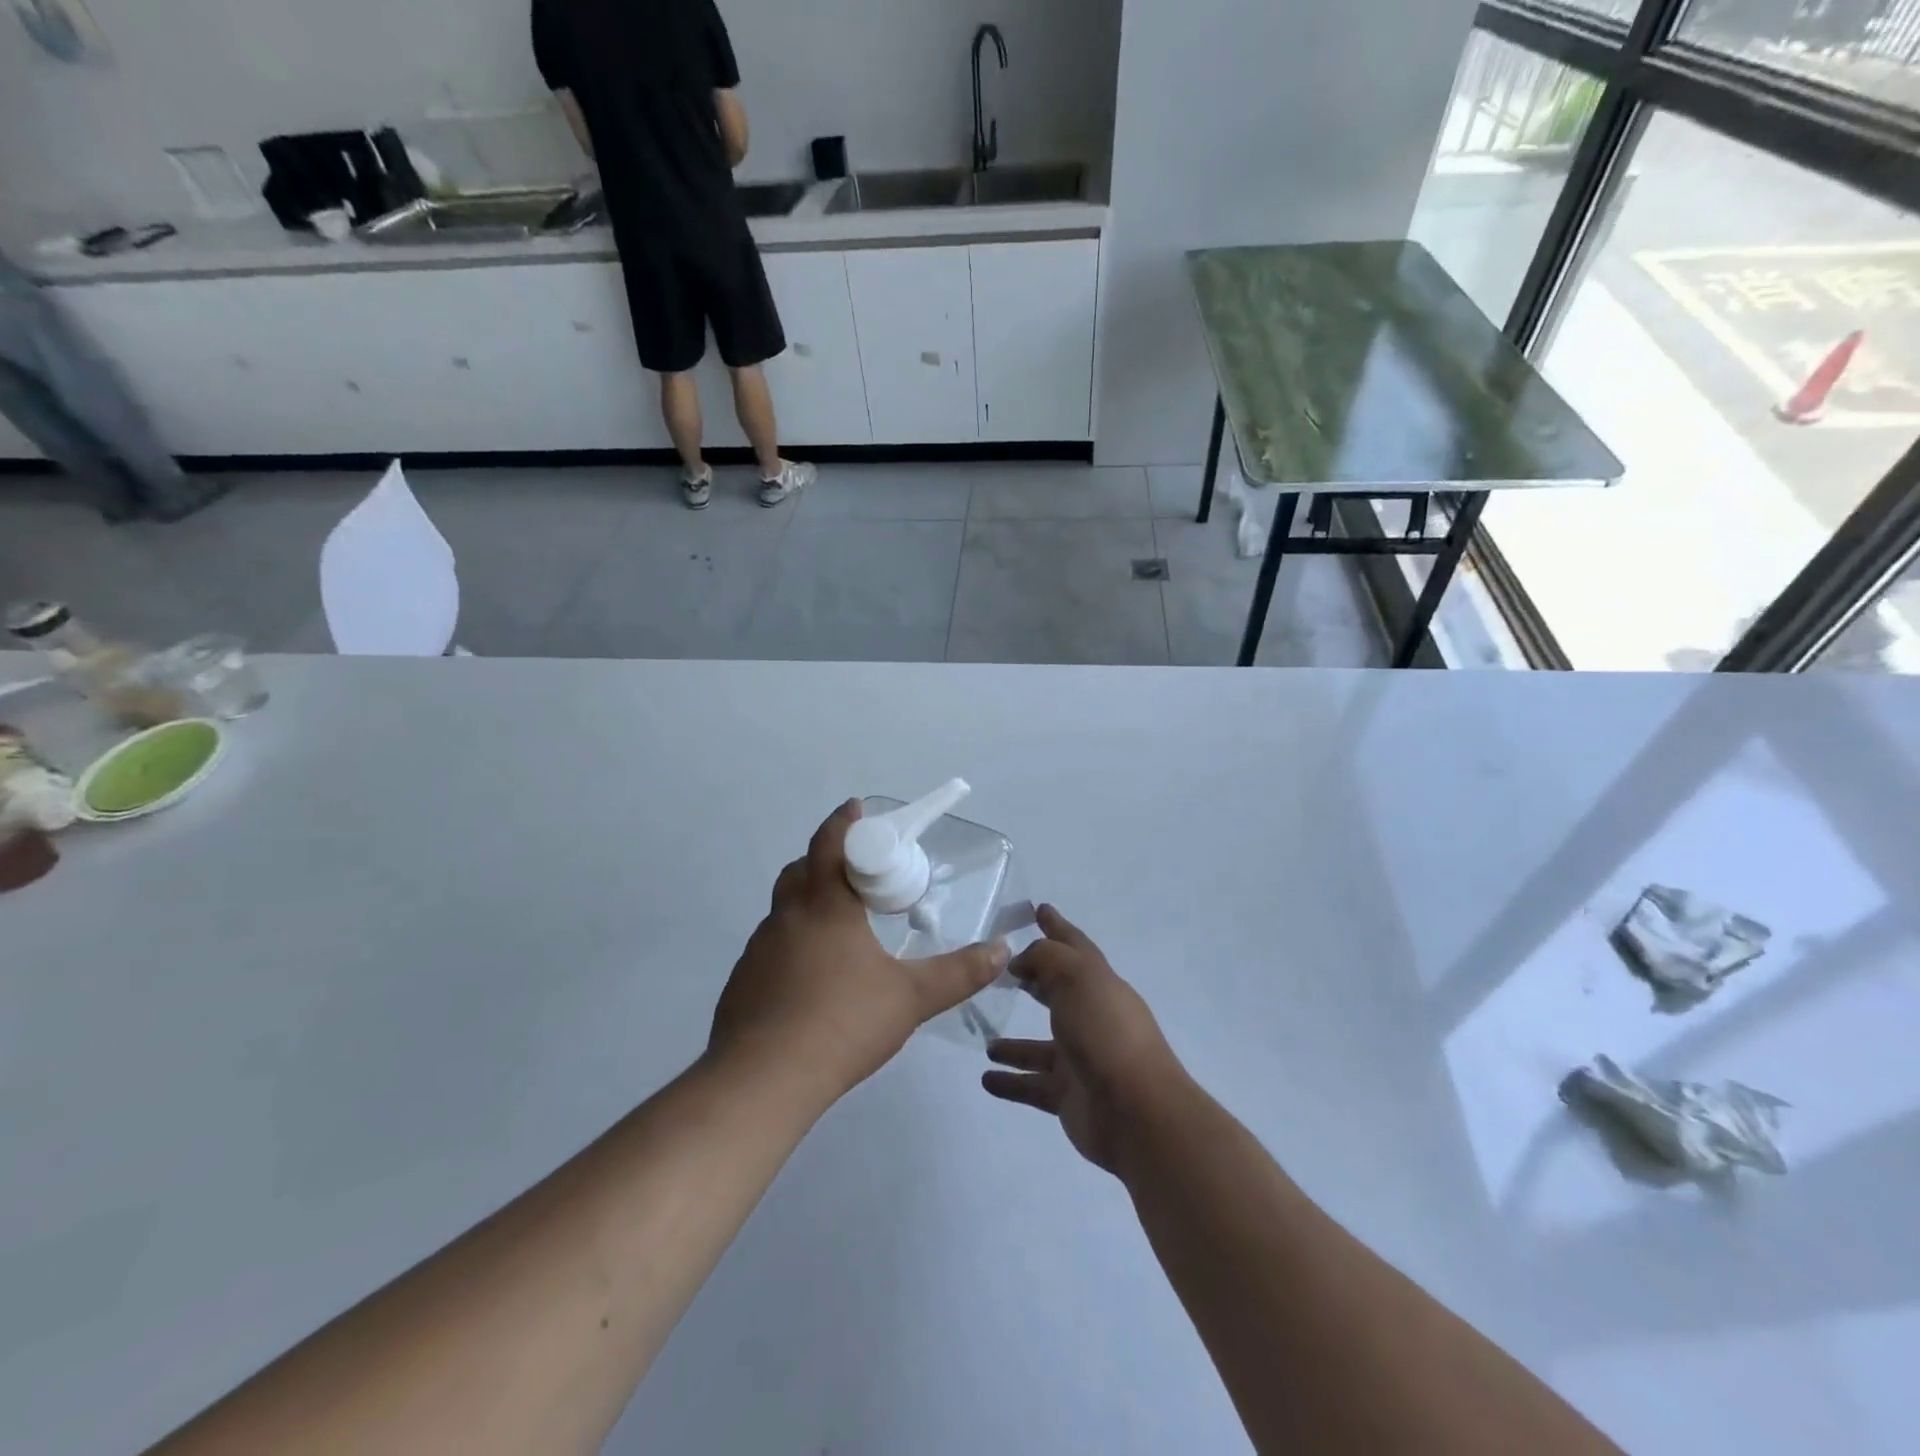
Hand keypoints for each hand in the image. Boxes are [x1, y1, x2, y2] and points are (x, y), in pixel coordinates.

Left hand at [709, 800, 1008, 1105]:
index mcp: (825, 907)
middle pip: (801, 870)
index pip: (830, 844)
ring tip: (840, 930)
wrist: (762, 1080)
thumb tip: (1002, 949)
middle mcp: (787, 917)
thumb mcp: (911, 998)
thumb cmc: (842, 1023)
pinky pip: (771, 946)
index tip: (856, 809)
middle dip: (825, 861)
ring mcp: (759, 949)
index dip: (843, 822)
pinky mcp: (743, 981)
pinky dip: (792, 944)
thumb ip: (959, 973)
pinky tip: (811, 978)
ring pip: (784, 910)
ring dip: (808, 904)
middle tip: (856, 873)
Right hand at [982, 906, 1187, 1173]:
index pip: (1074, 946)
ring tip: (985, 1040)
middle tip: (1001, 972)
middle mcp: (1090, 1017)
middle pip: (1057, 992)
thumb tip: (1023, 961)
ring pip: (1039, 1046)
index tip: (1038, 909)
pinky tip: (986, 1078)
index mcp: (1098, 984)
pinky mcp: (1068, 1096)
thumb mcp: (1077, 978)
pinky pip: (1031, 1085)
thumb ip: (1046, 959)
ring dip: (1014, 1043)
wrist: (1136, 1111)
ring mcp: (1079, 1059)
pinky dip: (1010, 1081)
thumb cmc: (1106, 1033)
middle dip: (1034, 980)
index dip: (1056, 926)